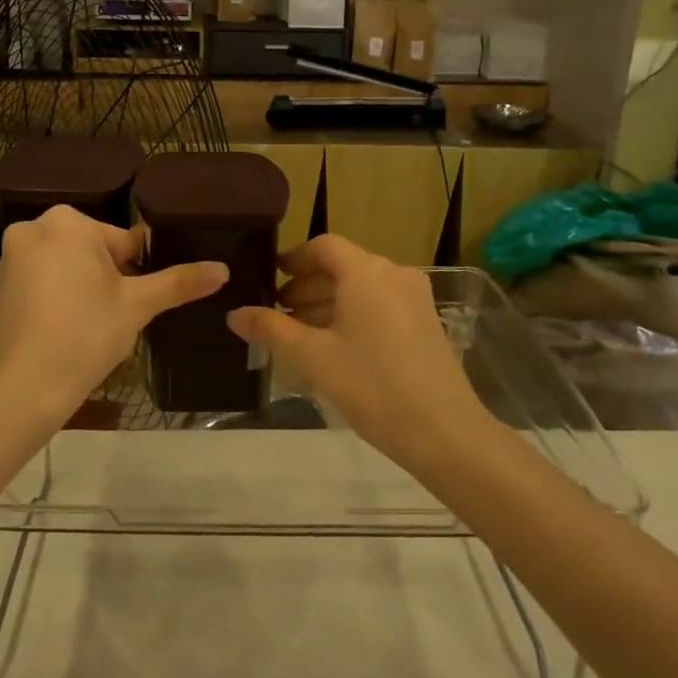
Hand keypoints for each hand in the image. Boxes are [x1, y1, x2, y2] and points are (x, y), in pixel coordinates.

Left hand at [0, 205, 226, 419]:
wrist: (24, 387)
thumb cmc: (86, 333)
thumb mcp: (139, 305)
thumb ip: (180, 282)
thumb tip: (224, 269)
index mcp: (69, 221)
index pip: (124, 241)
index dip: (139, 272)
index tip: (139, 302)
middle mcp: (34, 227)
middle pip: (94, 251)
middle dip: (111, 280)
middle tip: (117, 318)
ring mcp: (12, 256)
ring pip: (69, 267)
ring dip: (86, 289)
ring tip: (95, 328)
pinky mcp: (0, 284)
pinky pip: (44, 282)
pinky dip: (60, 299)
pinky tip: (69, 331)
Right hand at [227, 235, 483, 463]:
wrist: (443, 431)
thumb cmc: (371, 385)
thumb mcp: (313, 357)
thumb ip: (271, 330)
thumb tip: (235, 314)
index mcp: (366, 272)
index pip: (324, 247)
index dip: (293, 259)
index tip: (270, 277)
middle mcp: (394, 274)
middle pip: (343, 266)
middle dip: (307, 285)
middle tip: (277, 311)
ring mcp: (414, 298)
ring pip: (362, 287)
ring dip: (328, 302)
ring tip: (300, 332)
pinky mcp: (425, 322)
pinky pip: (380, 304)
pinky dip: (353, 314)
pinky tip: (334, 346)